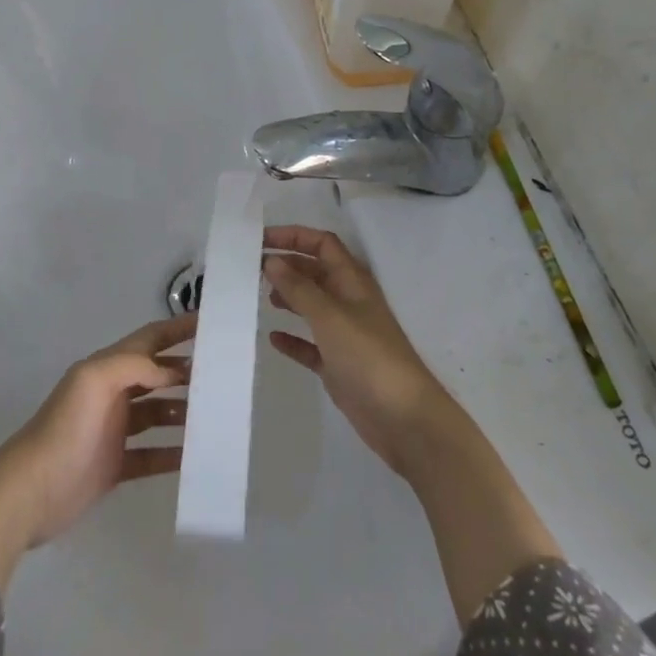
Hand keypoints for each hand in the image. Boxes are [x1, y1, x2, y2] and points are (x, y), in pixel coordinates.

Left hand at [0, 313, 193, 589]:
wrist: (30, 492)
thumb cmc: (64, 429)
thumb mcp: (94, 381)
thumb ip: (133, 365)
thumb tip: (170, 371)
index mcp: (106, 367)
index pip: (149, 339)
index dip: (177, 330)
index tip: (210, 323)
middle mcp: (112, 394)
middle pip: (156, 375)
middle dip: (186, 372)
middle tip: (222, 376)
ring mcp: (113, 431)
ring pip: (156, 413)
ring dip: (183, 411)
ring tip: (214, 416)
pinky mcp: (114, 466)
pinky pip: (151, 455)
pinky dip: (172, 454)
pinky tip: (194, 457)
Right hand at [262, 226, 454, 477]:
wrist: (404, 419)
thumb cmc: (368, 357)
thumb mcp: (330, 316)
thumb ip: (299, 288)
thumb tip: (272, 260)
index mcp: (352, 282)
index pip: (322, 245)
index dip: (294, 236)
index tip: (261, 239)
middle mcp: (348, 302)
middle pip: (315, 272)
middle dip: (287, 265)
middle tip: (252, 268)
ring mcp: (344, 335)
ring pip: (312, 306)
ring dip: (289, 297)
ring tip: (261, 296)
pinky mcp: (339, 366)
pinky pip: (311, 345)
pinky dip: (293, 339)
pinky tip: (273, 338)